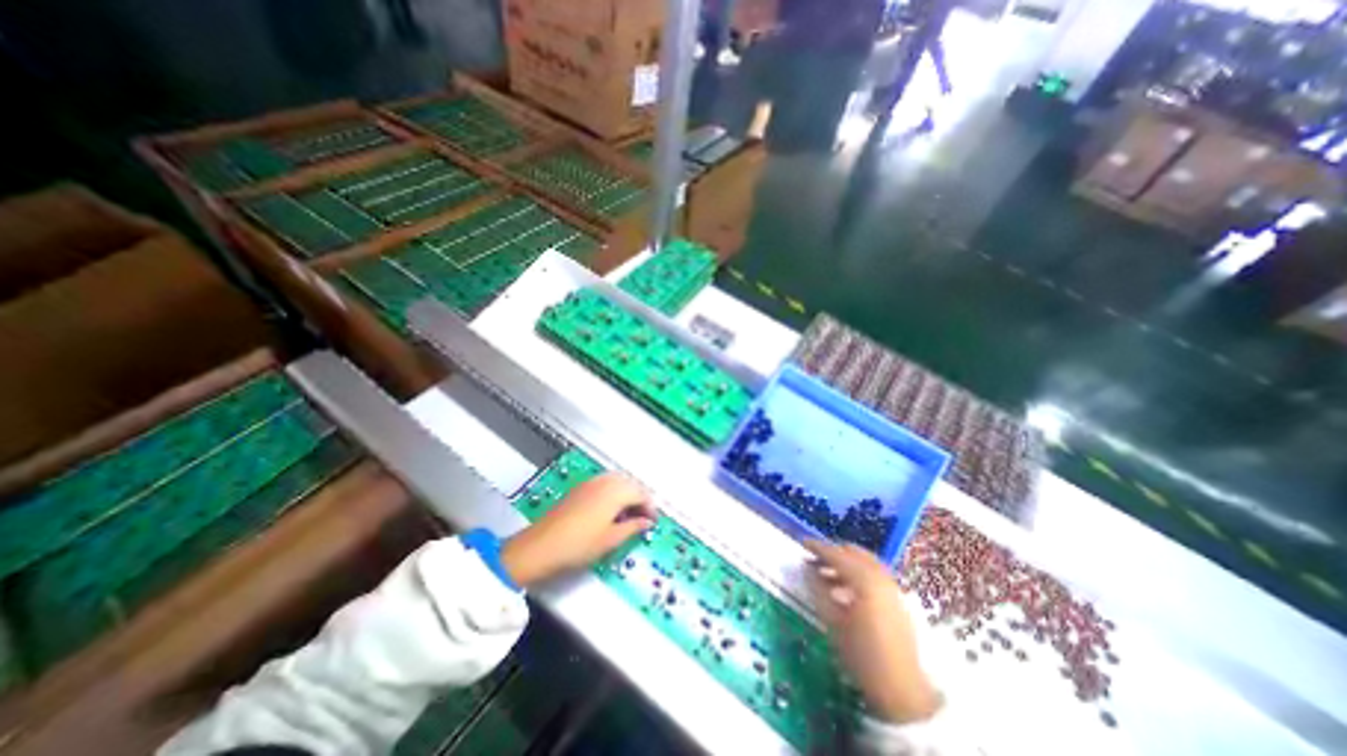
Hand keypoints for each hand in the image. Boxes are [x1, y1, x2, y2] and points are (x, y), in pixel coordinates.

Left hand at [499, 476, 657, 586]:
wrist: (540, 546)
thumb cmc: (579, 544)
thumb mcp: (611, 539)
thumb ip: (633, 527)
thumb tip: (646, 523)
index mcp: (616, 491)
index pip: (641, 493)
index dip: (650, 507)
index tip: (651, 522)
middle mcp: (605, 481)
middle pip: (630, 484)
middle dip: (639, 499)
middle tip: (642, 519)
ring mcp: (591, 483)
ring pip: (618, 482)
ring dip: (627, 495)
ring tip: (627, 516)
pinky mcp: (580, 488)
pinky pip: (605, 484)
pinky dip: (613, 493)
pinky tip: (609, 512)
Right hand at [802, 539, 939, 723]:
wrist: (904, 692)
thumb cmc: (863, 657)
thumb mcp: (834, 623)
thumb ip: (818, 590)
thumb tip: (807, 570)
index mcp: (865, 581)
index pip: (837, 554)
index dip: (818, 548)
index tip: (802, 543)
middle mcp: (881, 577)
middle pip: (853, 553)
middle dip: (833, 552)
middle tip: (814, 559)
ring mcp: (892, 587)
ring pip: (865, 562)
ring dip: (845, 563)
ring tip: (825, 574)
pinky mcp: (897, 599)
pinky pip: (874, 573)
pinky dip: (858, 572)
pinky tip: (844, 588)